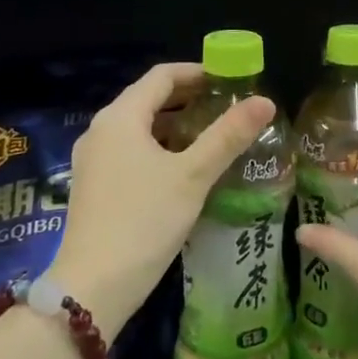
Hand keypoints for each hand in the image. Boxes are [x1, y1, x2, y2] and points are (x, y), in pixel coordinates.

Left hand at [49, 62, 275, 335]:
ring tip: (213, 137)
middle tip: (229, 108)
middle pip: (148, 100)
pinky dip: (159, 149)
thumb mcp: (193, 176)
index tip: (231, 80)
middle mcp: (100, 130)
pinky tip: (184, 170)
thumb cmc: (145, 221)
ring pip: (139, 128)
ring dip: (175, 126)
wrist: (94, 286)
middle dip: (189, 99)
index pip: (162, 76)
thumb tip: (265, 101)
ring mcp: (92, 160)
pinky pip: (130, 152)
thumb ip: (228, 136)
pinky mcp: (93, 186)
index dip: (198, 72)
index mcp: (120, 117)